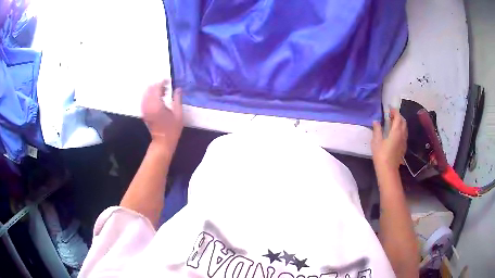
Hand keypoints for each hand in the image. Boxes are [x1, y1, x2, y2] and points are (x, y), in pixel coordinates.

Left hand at [141, 80, 182, 153]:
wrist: (162, 142)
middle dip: (157, 85)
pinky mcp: (144, 112)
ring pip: (146, 93)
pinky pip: (144, 100)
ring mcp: (144, 109)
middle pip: (150, 89)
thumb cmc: (172, 129)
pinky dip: (149, 96)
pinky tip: (157, 98)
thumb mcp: (178, 114)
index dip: (163, 82)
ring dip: (153, 90)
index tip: (169, 80)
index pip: (157, 88)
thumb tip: (178, 89)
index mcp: (157, 105)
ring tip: (162, 92)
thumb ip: (177, 99)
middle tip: (166, 87)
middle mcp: (148, 105)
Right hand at [371, 108, 407, 170]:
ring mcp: (404, 141)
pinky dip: (401, 130)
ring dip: (400, 123)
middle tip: (390, 115)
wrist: (388, 170)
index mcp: (396, 131)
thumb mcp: (376, 141)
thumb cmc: (381, 155)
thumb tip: (376, 121)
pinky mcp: (403, 147)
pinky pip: (404, 134)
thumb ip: (377, 130)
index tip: (389, 108)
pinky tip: (395, 133)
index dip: (394, 111)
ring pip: (405, 128)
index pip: (398, 117)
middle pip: (403, 121)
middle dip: (398, 116)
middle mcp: (402, 134)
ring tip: (393, 123)